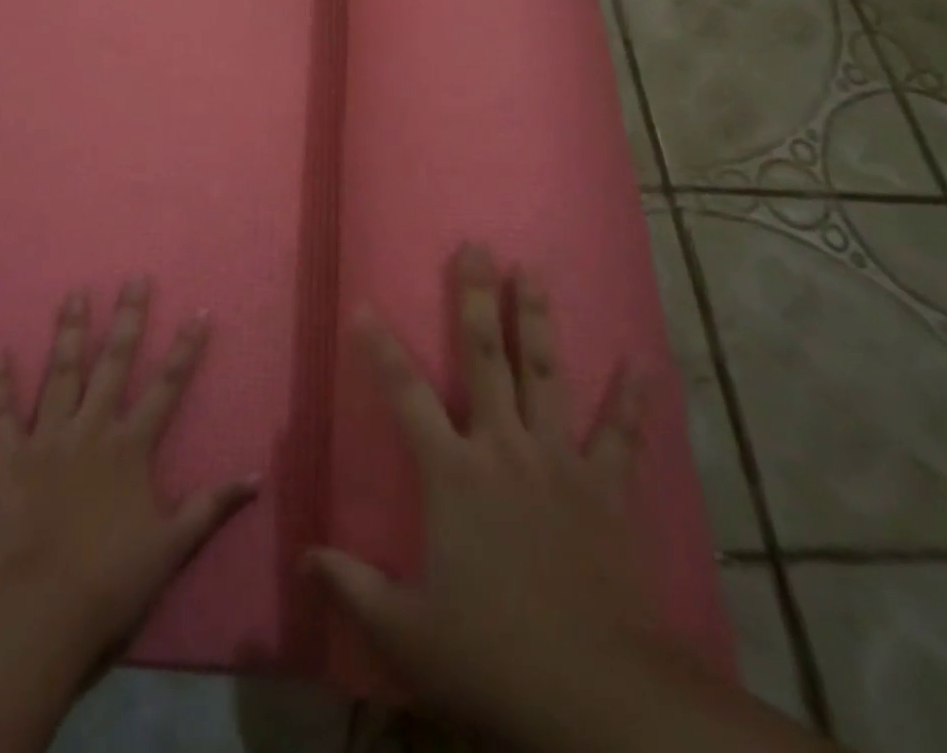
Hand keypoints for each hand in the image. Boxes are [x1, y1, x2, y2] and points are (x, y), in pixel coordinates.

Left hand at [0, 280, 257, 663]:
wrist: (38, 614)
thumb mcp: (172, 547)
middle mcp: (92, 430)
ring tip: (74, 294)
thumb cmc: (110, 582)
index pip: (167, 387)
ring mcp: (47, 440)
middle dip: (128, 319)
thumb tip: (257, 476)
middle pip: (114, 363)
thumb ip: (212, 506)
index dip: (186, 349)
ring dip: (69, 333)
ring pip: (61, 375)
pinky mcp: (6, 461)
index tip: (200, 312)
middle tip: (134, 278)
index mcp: (131, 447)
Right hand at [309, 244, 675, 748]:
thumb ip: (352, 586)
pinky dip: (633, 399)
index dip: (380, 348)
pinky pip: (621, 435)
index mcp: (454, 474)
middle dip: (476, 298)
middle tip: (477, 246)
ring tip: (533, 270)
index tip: (363, 305)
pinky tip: (643, 361)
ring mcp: (559, 462)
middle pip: (486, 357)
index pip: (405, 394)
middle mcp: (504, 448)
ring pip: (546, 373)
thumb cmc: (495, 658)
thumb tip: (303, 557)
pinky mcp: (606, 490)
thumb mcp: (408, 634)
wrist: (601, 699)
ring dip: (538, 319)